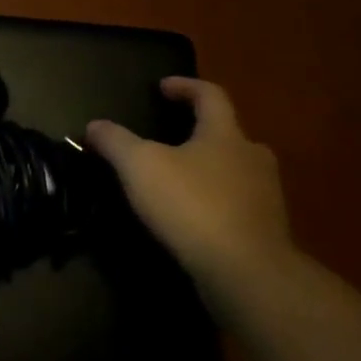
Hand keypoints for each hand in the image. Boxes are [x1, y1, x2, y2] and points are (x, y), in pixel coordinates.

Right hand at [86, 77, 290, 288]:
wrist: (247, 274)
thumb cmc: (192, 205)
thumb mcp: (139, 166)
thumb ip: (115, 141)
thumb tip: (94, 125)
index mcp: (225, 135)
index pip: (210, 95)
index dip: (185, 86)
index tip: (162, 87)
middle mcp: (253, 159)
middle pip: (228, 134)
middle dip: (201, 132)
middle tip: (171, 138)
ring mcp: (265, 197)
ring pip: (235, 171)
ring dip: (209, 169)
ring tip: (177, 180)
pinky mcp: (266, 232)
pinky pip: (237, 205)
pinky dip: (214, 203)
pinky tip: (191, 217)